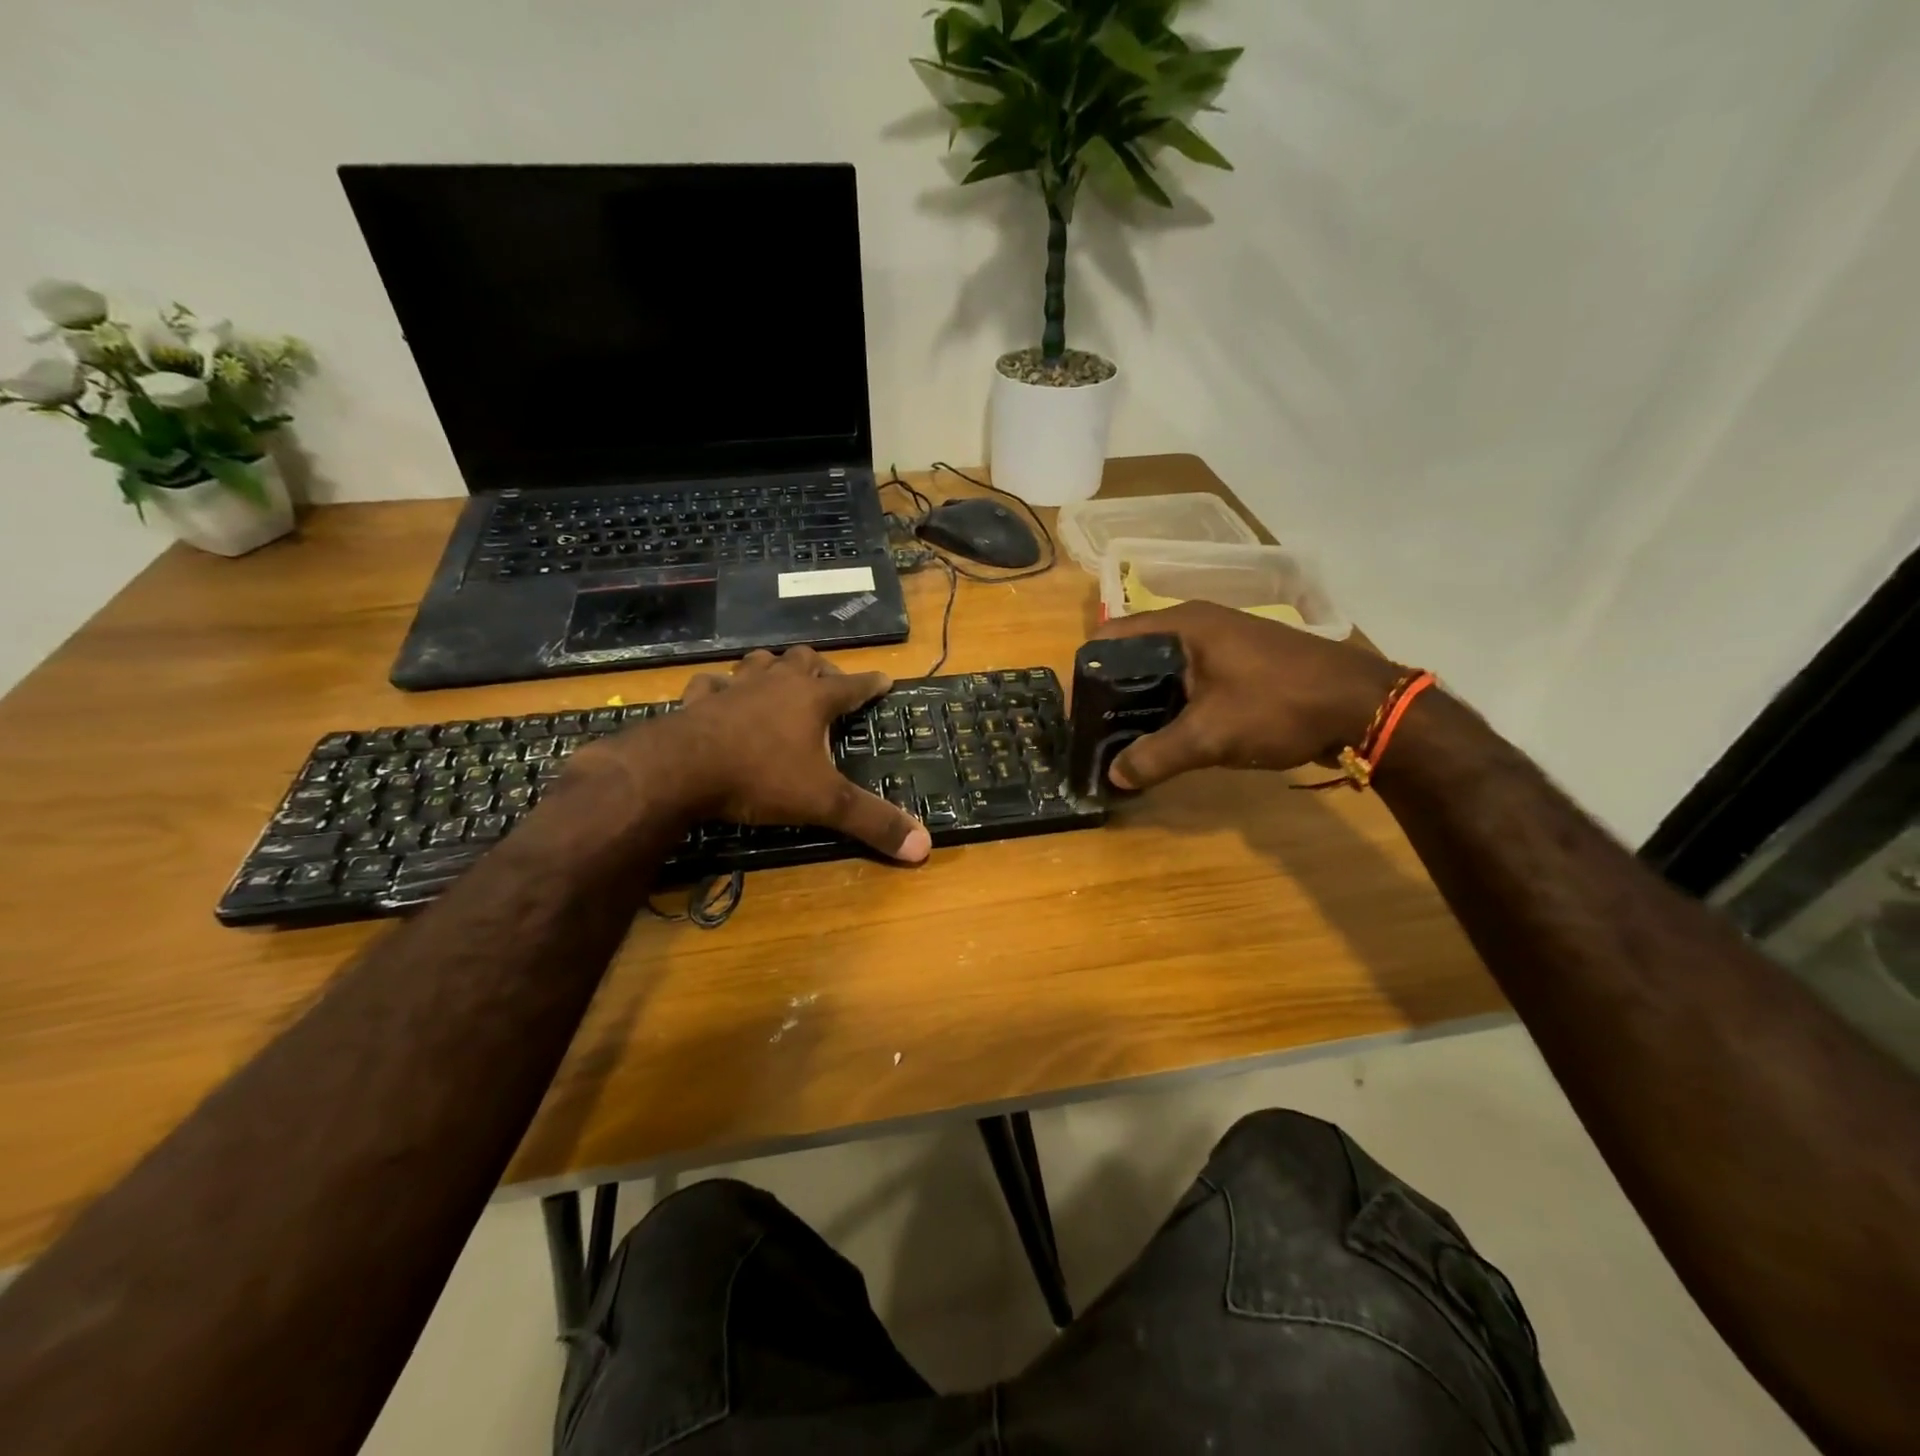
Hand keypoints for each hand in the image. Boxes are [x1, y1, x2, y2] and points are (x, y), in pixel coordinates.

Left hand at [577, 647, 930, 861]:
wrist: (680, 770)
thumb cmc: (760, 778)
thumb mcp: (824, 803)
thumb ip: (872, 822)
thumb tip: (924, 846)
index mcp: (812, 700)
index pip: (853, 685)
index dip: (872, 683)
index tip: (886, 678)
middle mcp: (776, 684)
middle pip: (804, 661)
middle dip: (821, 668)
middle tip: (828, 683)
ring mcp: (734, 688)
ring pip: (759, 663)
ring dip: (773, 667)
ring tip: (779, 678)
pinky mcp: (697, 700)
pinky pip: (711, 684)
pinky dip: (721, 688)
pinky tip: (719, 696)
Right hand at [1092, 602, 1406, 789]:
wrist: (1364, 707)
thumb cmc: (1280, 705)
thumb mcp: (1211, 735)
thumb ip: (1156, 756)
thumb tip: (1113, 777)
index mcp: (1181, 625)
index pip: (1110, 638)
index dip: (1088, 674)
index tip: (1079, 715)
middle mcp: (1196, 625)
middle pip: (1133, 655)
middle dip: (1113, 693)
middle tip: (1098, 733)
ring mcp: (1221, 644)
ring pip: (1162, 670)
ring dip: (1143, 702)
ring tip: (1124, 740)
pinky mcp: (1238, 665)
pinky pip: (1188, 681)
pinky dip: (1171, 704)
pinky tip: (1167, 735)